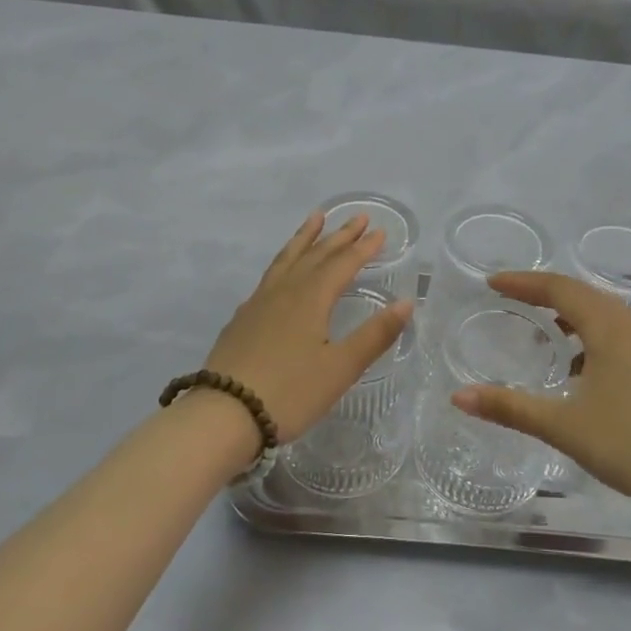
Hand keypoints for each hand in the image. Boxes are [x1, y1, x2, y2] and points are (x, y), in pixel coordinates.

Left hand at [202, 211, 414, 443]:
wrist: (223, 414)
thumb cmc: (290, 392)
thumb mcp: (340, 368)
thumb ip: (375, 335)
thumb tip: (406, 302)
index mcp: (311, 298)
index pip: (343, 264)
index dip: (363, 248)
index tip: (381, 231)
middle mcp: (285, 291)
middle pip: (316, 255)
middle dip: (339, 235)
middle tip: (358, 217)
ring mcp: (259, 303)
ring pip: (287, 259)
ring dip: (305, 238)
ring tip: (315, 218)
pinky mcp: (242, 319)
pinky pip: (269, 276)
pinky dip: (283, 262)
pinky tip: (282, 272)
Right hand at [452, 272, 630, 513]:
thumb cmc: (630, 444)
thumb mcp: (562, 426)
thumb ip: (510, 408)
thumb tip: (458, 396)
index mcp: (605, 330)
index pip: (559, 288)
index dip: (523, 282)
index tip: (491, 282)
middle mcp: (626, 329)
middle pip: (581, 292)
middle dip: (543, 289)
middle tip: (509, 295)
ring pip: (599, 312)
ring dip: (567, 309)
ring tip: (539, 322)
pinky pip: (611, 333)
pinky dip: (585, 332)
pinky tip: (574, 364)